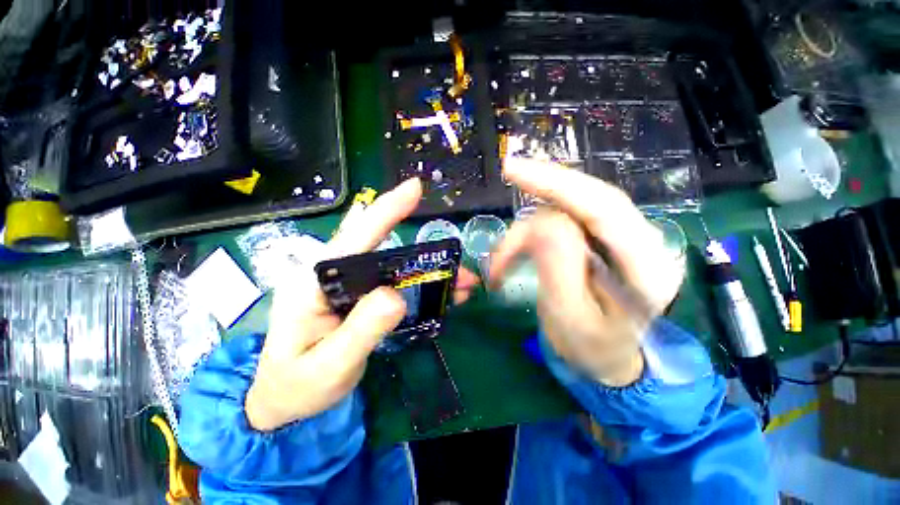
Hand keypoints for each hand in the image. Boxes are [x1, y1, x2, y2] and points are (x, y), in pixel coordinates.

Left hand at [246, 178, 478, 430]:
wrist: (285, 401)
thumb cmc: (296, 386)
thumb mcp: (328, 366)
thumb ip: (360, 330)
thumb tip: (396, 296)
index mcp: (315, 282)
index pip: (355, 238)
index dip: (386, 210)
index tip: (414, 188)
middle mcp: (334, 275)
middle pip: (384, 250)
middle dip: (423, 252)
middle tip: (458, 261)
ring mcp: (351, 286)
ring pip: (396, 268)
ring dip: (429, 272)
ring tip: (462, 283)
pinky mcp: (363, 299)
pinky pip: (397, 285)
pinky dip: (423, 287)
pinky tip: (445, 295)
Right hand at [491, 159, 683, 386]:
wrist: (609, 357)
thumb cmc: (591, 349)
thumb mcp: (570, 319)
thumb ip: (559, 271)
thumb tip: (541, 223)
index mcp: (646, 267)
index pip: (604, 207)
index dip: (558, 183)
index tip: (513, 169)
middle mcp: (641, 241)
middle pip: (584, 200)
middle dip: (539, 196)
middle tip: (505, 186)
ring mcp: (621, 237)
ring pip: (566, 210)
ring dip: (526, 232)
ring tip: (501, 264)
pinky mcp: (601, 238)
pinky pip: (563, 220)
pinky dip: (531, 233)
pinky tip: (516, 250)